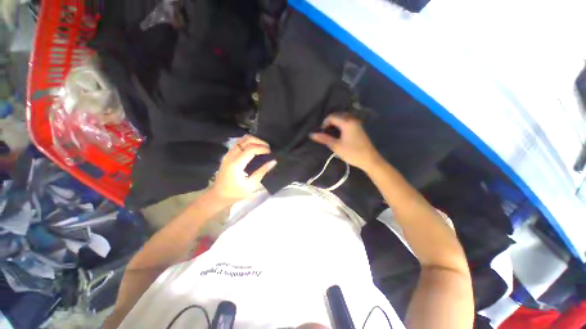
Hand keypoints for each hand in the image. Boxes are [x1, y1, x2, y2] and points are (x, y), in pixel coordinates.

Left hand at [211, 135, 276, 201]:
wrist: (218, 195)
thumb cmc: (235, 193)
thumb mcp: (251, 185)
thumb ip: (262, 171)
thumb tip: (273, 161)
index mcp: (236, 164)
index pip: (251, 148)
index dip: (262, 148)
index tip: (270, 153)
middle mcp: (231, 155)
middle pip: (246, 139)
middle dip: (259, 141)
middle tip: (268, 149)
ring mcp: (228, 154)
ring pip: (243, 139)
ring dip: (254, 141)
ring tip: (263, 148)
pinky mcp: (228, 154)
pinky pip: (240, 143)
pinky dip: (249, 143)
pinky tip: (255, 150)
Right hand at [310, 113, 381, 171]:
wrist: (369, 160)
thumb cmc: (352, 153)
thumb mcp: (336, 146)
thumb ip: (324, 139)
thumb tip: (312, 134)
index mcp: (347, 122)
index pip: (331, 117)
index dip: (324, 124)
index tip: (322, 133)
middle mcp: (352, 120)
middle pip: (337, 115)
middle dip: (329, 123)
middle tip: (325, 133)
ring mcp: (356, 123)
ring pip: (342, 119)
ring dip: (335, 124)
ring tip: (331, 134)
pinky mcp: (358, 128)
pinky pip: (347, 122)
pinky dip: (340, 125)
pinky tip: (339, 134)